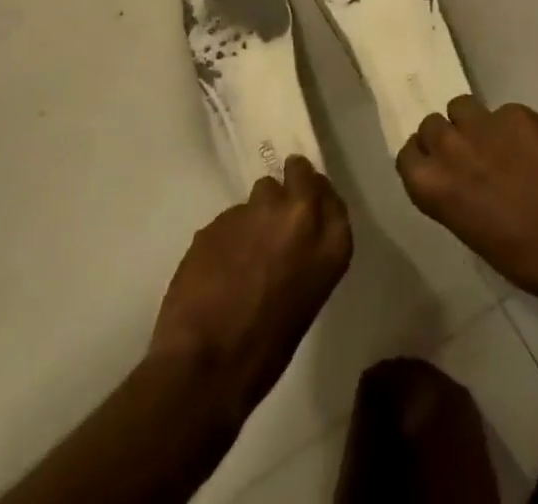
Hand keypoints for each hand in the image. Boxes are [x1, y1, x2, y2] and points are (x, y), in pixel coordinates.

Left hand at [149, 156, 352, 419]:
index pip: (331, 198)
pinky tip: (218, 265)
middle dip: (290, 183)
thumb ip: (306, 256)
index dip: (318, 197)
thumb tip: (292, 240)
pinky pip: (230, 217)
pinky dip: (228, 234)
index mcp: (329, 244)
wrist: (205, 364)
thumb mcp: (305, 300)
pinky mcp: (221, 216)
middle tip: (278, 209)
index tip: (309, 203)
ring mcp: (257, 210)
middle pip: (299, 173)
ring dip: (256, 212)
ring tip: (244, 248)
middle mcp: (298, 215)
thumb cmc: (266, 350)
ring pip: (261, 191)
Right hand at [396, 97, 537, 306]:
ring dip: (473, 123)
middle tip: (471, 158)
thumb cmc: (526, 259)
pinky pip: (504, 112)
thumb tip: (457, 179)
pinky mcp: (517, 112)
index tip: (440, 168)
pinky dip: (514, 128)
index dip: (424, 159)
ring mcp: (484, 124)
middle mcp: (449, 146)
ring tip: (499, 145)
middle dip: (447, 138)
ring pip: (462, 106)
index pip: (407, 154)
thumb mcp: (471, 231)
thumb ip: (453, 194)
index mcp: (431, 185)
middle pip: (432, 125)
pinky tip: (535, 151)